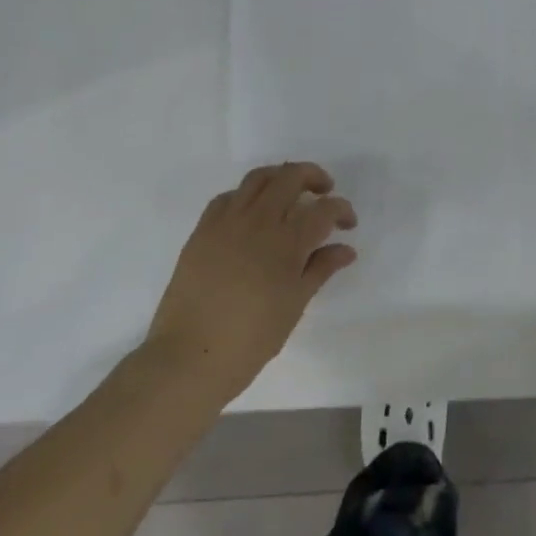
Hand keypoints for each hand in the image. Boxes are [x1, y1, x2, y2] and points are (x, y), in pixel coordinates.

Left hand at [146, 162, 356, 402]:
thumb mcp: (294, 306)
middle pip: (291, 176)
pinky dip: (246, 195)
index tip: (348, 223)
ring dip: (280, 176)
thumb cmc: (250, 340)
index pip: (324, 210)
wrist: (187, 359)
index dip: (342, 210)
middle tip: (324, 191)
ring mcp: (228, 221)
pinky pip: (228, 196)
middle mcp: (259, 221)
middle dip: (314, 177)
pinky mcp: (203, 229)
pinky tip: (251, 212)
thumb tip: (346, 249)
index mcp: (287, 242)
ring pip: (259, 177)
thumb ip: (321, 269)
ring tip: (289, 191)